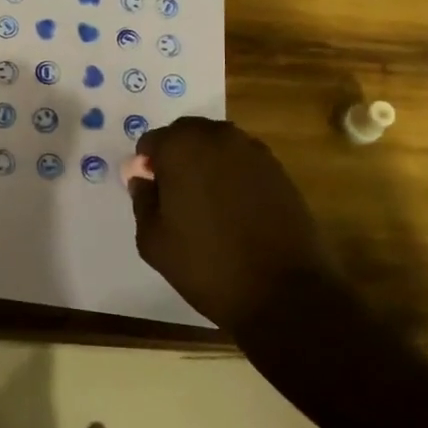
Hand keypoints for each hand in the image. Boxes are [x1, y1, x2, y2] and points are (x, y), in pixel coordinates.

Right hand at [127, 117, 331, 336]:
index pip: (152, 142)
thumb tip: (143, 181)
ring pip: (217, 146)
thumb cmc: (207, 265)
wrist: (284, 292)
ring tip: (208, 204)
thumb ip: (142, 201)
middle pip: (186, 134)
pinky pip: (244, 162)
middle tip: (177, 196)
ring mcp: (254, 152)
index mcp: (181, 147)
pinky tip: (236, 210)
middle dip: (177, 157)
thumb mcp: (154, 240)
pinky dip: (234, 176)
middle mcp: (218, 137)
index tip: (152, 193)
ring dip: (207, 164)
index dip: (147, 166)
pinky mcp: (279, 171)